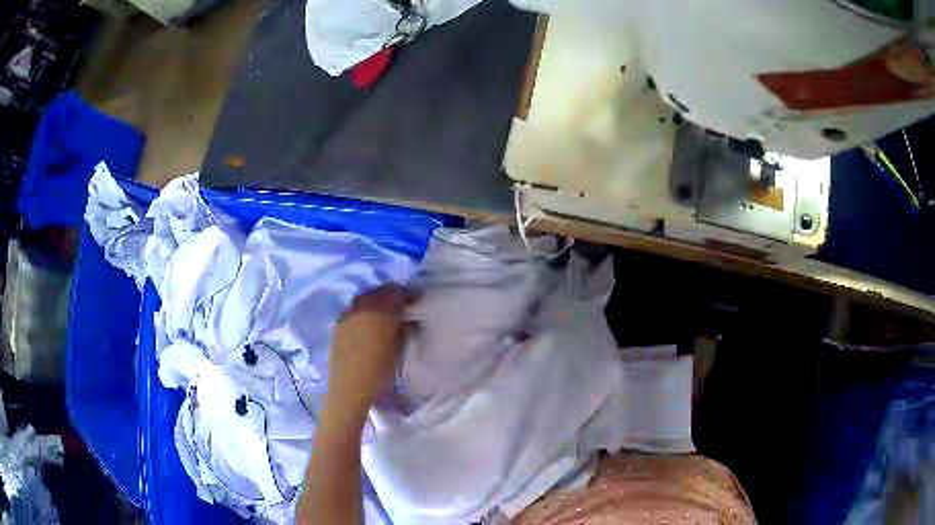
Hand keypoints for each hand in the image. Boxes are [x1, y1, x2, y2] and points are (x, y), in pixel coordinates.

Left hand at [323, 285, 411, 422]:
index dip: (408, 295)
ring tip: (385, 315)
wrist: (349, 388)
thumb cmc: (379, 371)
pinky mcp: (338, 324)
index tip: (416, 302)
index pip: (396, 292)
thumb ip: (404, 328)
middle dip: (391, 296)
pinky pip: (354, 309)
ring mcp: (347, 314)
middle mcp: (361, 307)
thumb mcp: (398, 349)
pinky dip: (363, 310)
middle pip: (379, 292)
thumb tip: (408, 319)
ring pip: (365, 298)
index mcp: (380, 312)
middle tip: (402, 307)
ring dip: (376, 302)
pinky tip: (368, 324)